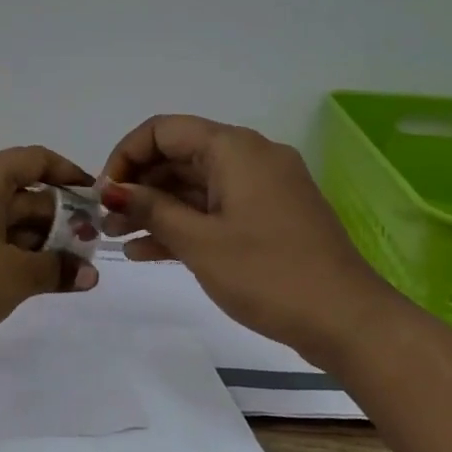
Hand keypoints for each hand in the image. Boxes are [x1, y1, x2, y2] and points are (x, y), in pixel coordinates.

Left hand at [0, 146, 100, 352]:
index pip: (33, 159)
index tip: (92, 198)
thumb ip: (58, 268)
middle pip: (16, 187)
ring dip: (29, 233)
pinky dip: (1, 240)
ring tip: (57, 265)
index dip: (68, 174)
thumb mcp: (17, 276)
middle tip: (82, 245)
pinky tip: (20, 271)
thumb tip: (90, 275)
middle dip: (52, 215)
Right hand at [101, 115, 400, 365]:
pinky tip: (146, 251)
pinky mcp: (267, 218)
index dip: (126, 155)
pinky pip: (214, 209)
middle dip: (138, 186)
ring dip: (155, 208)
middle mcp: (248, 158)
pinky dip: (183, 224)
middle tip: (105, 220)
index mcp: (234, 149)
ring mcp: (261, 189)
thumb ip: (152, 209)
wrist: (348, 321)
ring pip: (194, 186)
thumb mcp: (200, 241)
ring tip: (117, 237)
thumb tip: (114, 190)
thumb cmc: (268, 273)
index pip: (163, 130)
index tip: (104, 192)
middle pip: (178, 156)